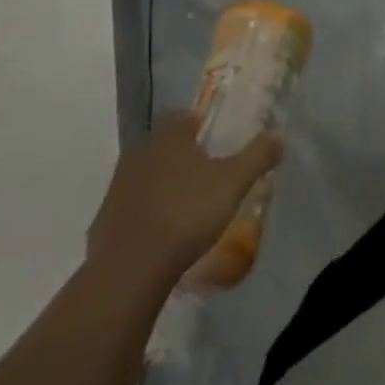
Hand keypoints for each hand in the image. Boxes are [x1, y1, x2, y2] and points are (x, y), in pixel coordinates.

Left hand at [86, 113, 282, 280]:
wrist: (130, 267)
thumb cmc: (186, 213)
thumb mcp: (233, 183)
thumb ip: (257, 155)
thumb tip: (278, 132)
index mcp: (168, 137)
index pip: (183, 116)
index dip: (201, 125)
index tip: (218, 140)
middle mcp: (139, 153)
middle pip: (165, 146)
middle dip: (185, 156)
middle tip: (210, 174)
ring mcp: (117, 187)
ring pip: (148, 176)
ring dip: (166, 185)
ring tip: (190, 205)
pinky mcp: (105, 220)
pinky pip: (133, 207)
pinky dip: (149, 213)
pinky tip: (166, 233)